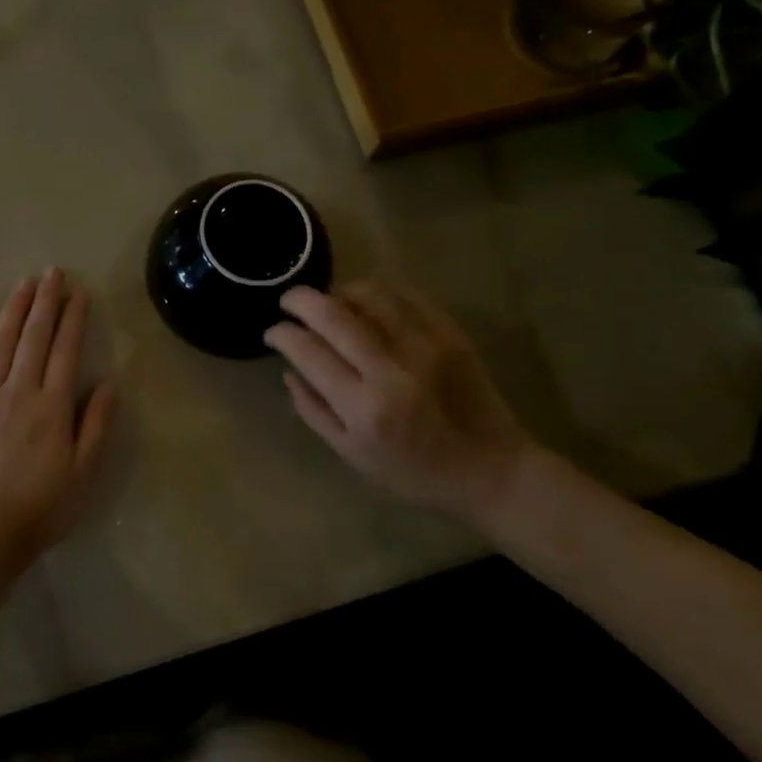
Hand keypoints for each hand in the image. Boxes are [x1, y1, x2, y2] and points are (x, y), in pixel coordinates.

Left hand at [0, 269, 116, 572]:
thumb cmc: (42, 507)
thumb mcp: (84, 472)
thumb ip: (96, 425)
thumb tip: (108, 384)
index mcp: (51, 405)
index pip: (65, 350)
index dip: (73, 318)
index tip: (78, 292)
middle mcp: (18, 391)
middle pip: (33, 337)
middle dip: (44, 302)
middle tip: (51, 273)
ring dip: (12, 312)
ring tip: (22, 285)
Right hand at [265, 279, 534, 519]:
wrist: (489, 468)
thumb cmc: (413, 472)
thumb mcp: (352, 454)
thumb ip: (313, 410)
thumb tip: (288, 369)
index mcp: (364, 407)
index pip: (308, 352)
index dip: (282, 334)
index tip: (272, 332)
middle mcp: (392, 369)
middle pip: (333, 314)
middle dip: (301, 300)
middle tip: (288, 302)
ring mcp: (425, 345)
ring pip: (369, 294)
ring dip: (338, 291)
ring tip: (329, 302)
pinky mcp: (449, 333)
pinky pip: (405, 294)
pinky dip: (377, 289)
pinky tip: (365, 300)